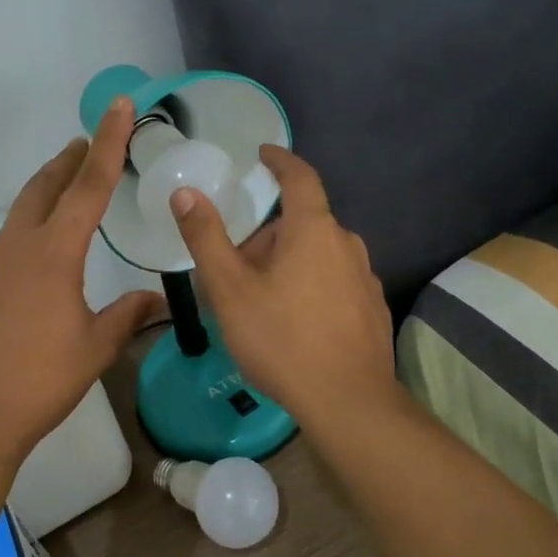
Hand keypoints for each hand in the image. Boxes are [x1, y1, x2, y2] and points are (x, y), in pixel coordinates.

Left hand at [0, 98, 164, 467]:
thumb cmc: (40, 380)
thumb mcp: (94, 348)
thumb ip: (127, 316)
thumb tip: (157, 301)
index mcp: (54, 253)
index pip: (89, 186)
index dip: (110, 144)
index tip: (120, 107)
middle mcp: (18, 247)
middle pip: (46, 187)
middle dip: (70, 159)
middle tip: (90, 141)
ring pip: (23, 211)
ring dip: (48, 190)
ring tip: (68, 185)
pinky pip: (9, 240)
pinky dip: (31, 224)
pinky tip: (41, 247)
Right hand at [173, 145, 396, 430]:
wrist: (348, 402)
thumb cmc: (282, 339)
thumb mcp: (230, 290)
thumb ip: (206, 238)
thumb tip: (186, 193)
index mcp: (314, 230)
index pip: (300, 177)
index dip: (280, 160)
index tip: (263, 154)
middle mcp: (346, 244)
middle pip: (303, 223)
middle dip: (268, 234)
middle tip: (234, 264)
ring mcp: (365, 278)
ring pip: (318, 255)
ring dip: (288, 262)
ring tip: (258, 298)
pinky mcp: (372, 309)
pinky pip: (334, 281)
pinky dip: (309, 286)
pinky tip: (292, 322)